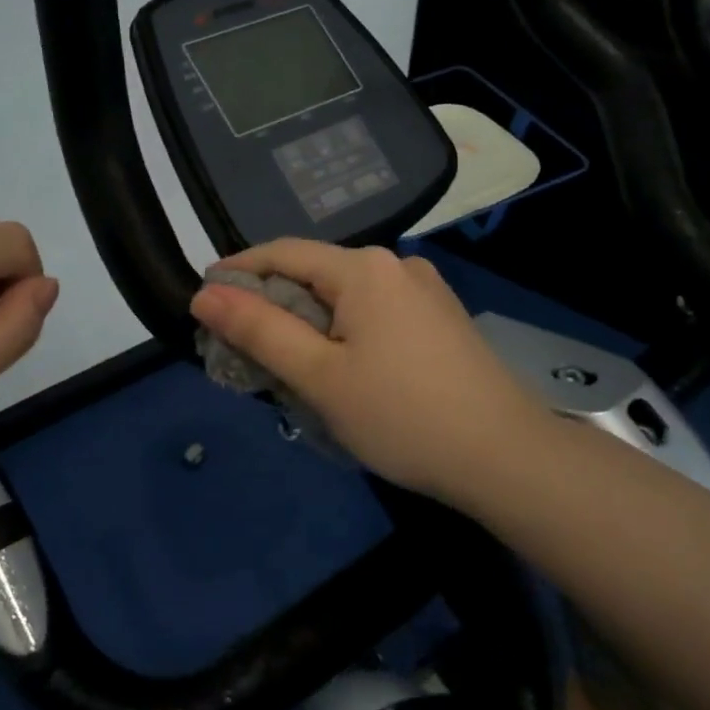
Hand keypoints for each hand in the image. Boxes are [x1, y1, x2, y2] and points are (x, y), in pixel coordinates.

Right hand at [190, 240, 551, 503]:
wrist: (505, 456)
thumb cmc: (401, 415)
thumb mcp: (319, 376)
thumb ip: (259, 331)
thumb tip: (205, 294)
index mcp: (364, 268)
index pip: (283, 253)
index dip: (239, 271)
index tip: (204, 297)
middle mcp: (396, 265)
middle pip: (316, 275)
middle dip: (274, 306)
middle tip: (240, 347)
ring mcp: (426, 291)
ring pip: (347, 298)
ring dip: (310, 323)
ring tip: (287, 366)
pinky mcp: (441, 319)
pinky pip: (376, 314)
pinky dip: (345, 333)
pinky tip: (342, 370)